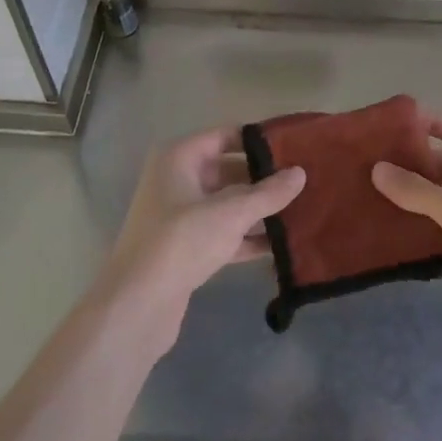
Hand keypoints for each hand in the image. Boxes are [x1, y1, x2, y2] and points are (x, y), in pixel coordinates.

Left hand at [106, 125, 305, 355]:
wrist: (137, 305)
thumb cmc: (181, 241)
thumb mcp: (230, 213)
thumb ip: (268, 193)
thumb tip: (300, 173)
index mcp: (179, 158)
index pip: (226, 136)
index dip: (259, 140)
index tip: (296, 146)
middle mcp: (177, 181)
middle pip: (229, 170)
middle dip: (264, 178)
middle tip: (305, 181)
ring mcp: (180, 217)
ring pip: (228, 204)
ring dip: (259, 210)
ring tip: (302, 209)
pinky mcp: (187, 249)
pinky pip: (224, 234)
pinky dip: (248, 238)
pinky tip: (282, 245)